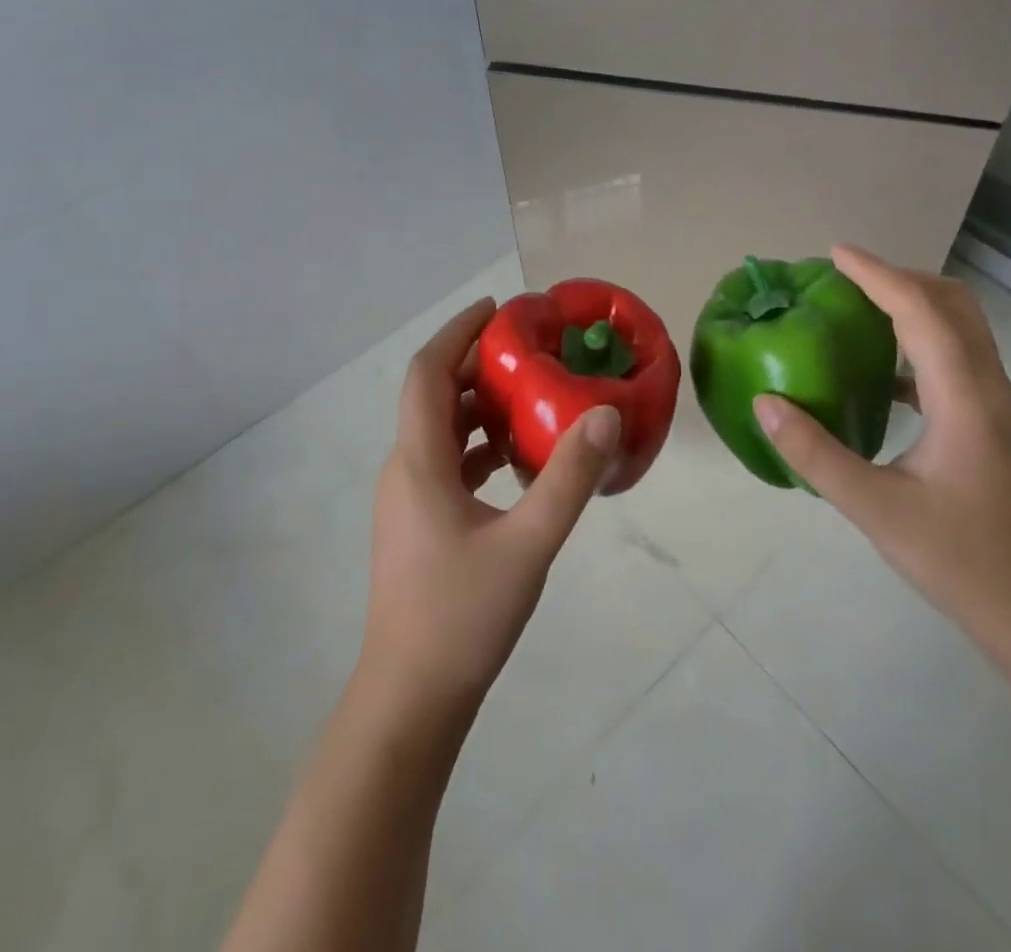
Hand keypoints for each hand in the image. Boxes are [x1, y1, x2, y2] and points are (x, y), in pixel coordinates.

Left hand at [360, 298, 621, 718]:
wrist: (410, 700)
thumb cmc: (463, 617)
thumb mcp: (529, 544)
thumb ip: (569, 478)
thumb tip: (605, 415)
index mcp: (419, 462)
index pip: (427, 373)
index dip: (458, 332)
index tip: (499, 309)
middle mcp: (405, 470)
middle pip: (434, 396)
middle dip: (476, 365)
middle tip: (530, 350)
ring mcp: (408, 500)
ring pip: (441, 431)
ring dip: (479, 406)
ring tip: (531, 395)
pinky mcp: (419, 525)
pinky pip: (447, 463)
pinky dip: (479, 445)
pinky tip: (517, 459)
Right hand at [752, 246, 1010, 649]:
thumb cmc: (962, 562)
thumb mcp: (875, 510)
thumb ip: (815, 453)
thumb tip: (766, 402)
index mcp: (965, 398)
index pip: (921, 311)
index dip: (878, 275)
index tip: (835, 254)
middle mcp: (989, 388)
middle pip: (953, 304)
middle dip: (899, 278)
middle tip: (845, 280)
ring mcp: (999, 407)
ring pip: (961, 329)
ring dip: (913, 306)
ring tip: (859, 312)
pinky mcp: (996, 426)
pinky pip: (958, 359)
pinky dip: (920, 343)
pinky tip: (883, 376)